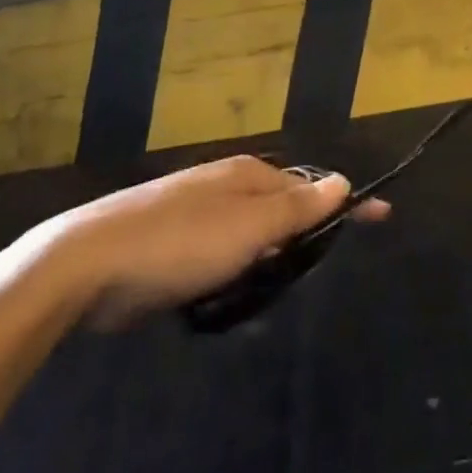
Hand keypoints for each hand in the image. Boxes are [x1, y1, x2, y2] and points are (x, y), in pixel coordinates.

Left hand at [10, 156, 388, 330]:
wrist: (89, 262)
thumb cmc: (180, 241)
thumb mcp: (248, 226)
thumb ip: (298, 208)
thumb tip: (344, 179)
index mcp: (250, 174)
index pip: (312, 187)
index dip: (345, 204)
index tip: (382, 215)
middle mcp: (227, 185)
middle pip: (282, 211)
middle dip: (296, 242)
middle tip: (294, 276)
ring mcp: (198, 211)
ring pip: (251, 237)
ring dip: (262, 264)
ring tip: (256, 295)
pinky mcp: (174, 242)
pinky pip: (222, 256)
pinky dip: (231, 275)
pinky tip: (221, 298)